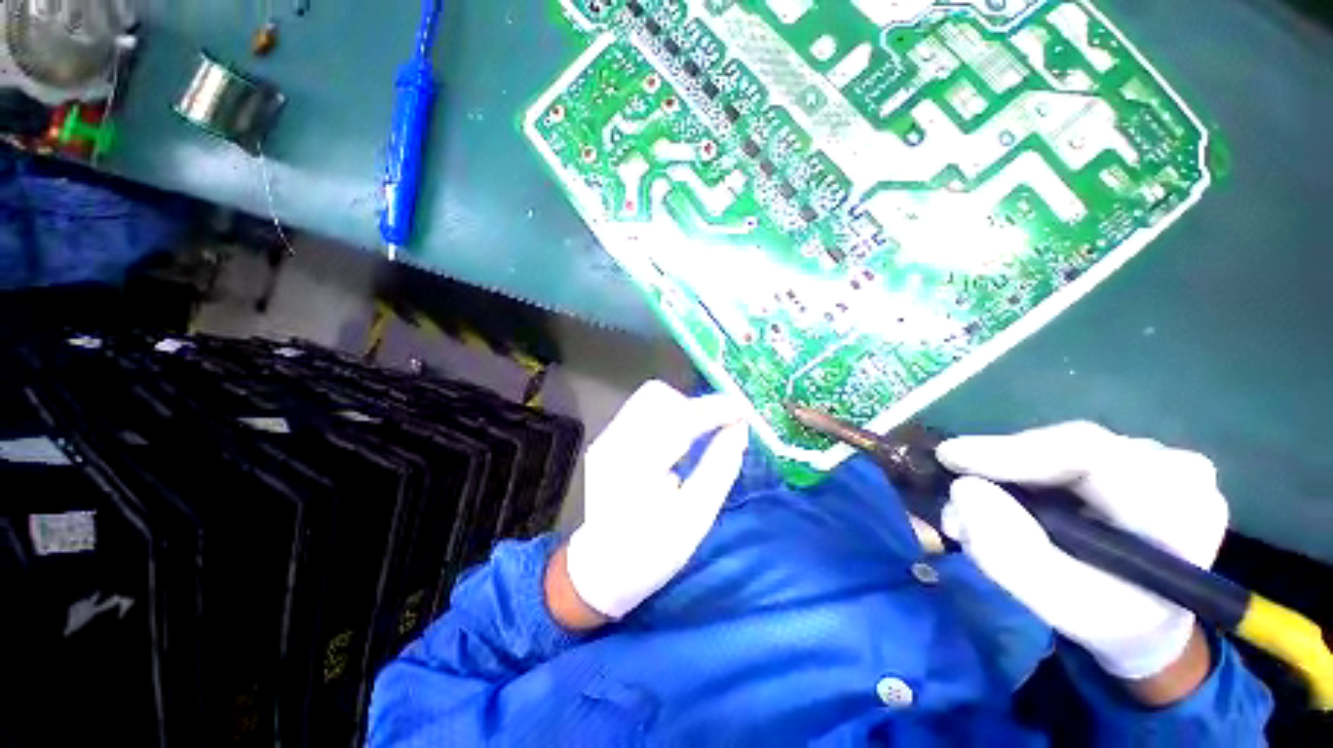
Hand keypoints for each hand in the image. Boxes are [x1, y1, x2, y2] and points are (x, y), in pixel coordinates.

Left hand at [560, 381, 748, 622]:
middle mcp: (615, 442)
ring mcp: (606, 438)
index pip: (680, 417)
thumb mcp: (695, 519)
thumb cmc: (651, 553)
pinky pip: (642, 411)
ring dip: (682, 408)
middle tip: (718, 426)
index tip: (742, 412)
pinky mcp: (606, 440)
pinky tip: (678, 441)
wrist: (599, 570)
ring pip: (650, 399)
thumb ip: (720, 467)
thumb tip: (739, 430)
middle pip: (659, 396)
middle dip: (695, 406)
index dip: (715, 409)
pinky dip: (668, 416)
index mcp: (637, 465)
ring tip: (701, 433)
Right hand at [937, 422, 1228, 688]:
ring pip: (1059, 447)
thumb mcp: (1060, 603)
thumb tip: (963, 489)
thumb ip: (1012, 553)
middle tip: (956, 492)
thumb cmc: (1110, 619)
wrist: (1148, 620)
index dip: (1011, 451)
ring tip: (976, 504)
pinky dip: (1025, 472)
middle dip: (1002, 467)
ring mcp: (1156, 456)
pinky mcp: (1131, 455)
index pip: (1090, 455)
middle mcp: (1176, 468)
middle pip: (1067, 446)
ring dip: (1009, 472)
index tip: (950, 458)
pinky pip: (1062, 453)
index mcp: (1180, 508)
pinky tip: (1011, 496)